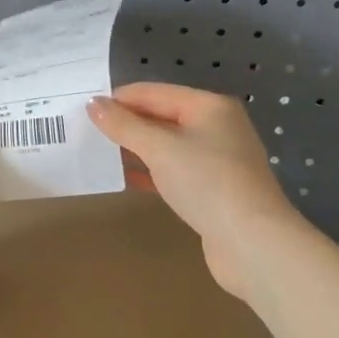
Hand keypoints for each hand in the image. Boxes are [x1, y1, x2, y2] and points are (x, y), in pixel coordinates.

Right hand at [87, 83, 300, 301]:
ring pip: (168, 145)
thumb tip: (94, 104)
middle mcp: (217, 127)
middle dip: (127, 123)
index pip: (154, 92)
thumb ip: (124, 125)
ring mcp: (218, 160)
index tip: (85, 108)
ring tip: (100, 152)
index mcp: (209, 106)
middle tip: (87, 130)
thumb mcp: (159, 148)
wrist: (253, 245)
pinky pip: (175, 170)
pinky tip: (126, 177)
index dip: (119, 98)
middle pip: (162, 116)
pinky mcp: (215, 190)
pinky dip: (151, 171)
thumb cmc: (207, 182)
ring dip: (136, 148)